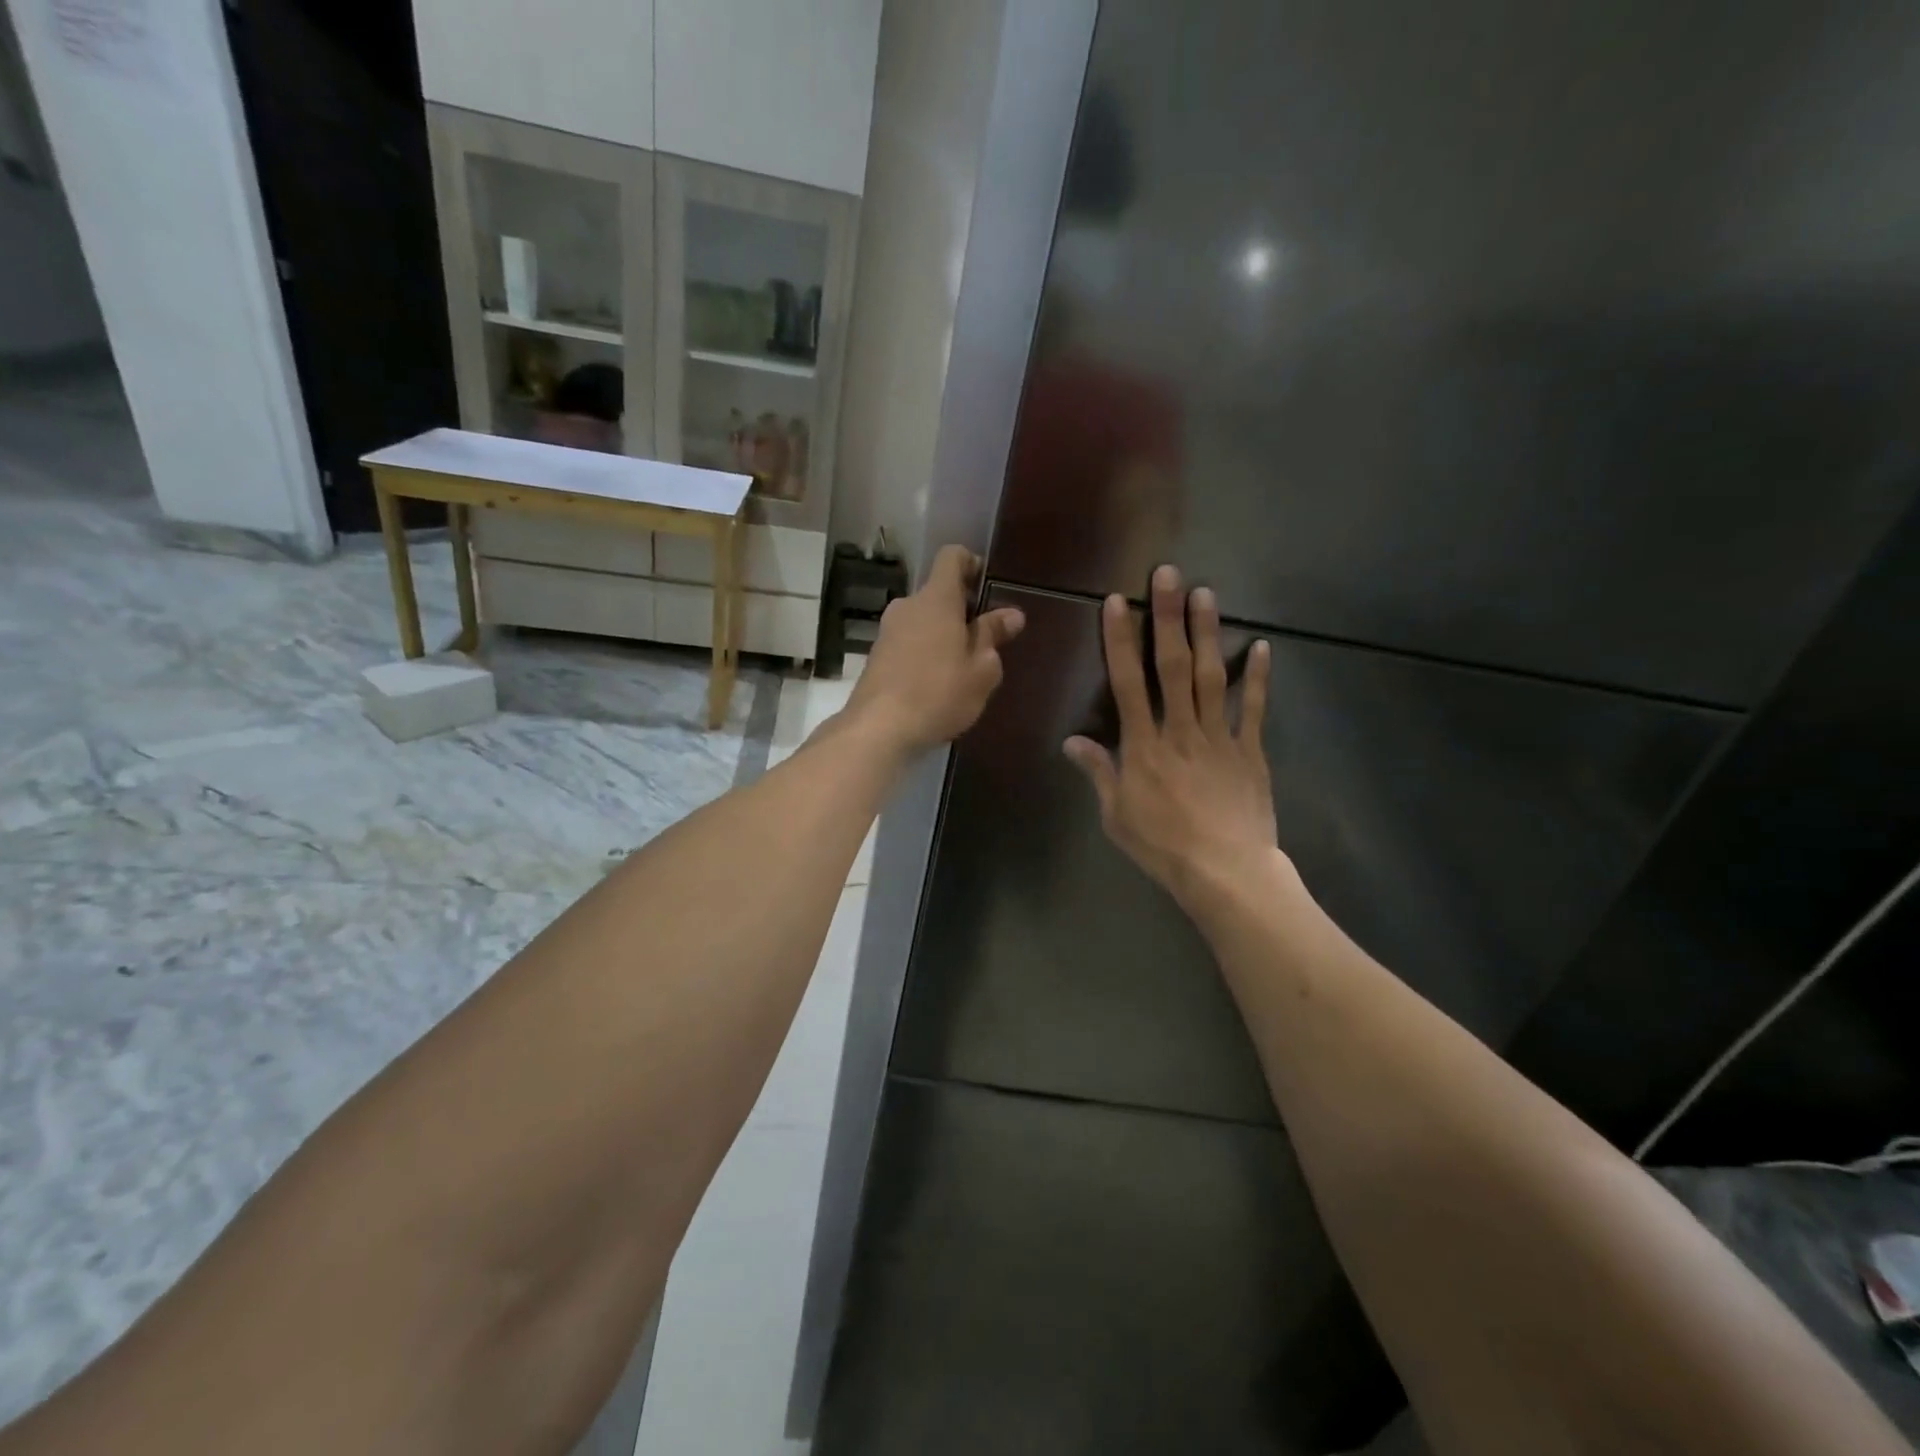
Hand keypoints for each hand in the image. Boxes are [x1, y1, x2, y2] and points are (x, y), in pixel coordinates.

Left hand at [846, 545, 1025, 754]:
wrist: (879, 728)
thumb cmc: (939, 693)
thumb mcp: (981, 669)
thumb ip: (993, 636)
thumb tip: (1011, 614)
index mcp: (937, 599)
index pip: (952, 557)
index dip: (971, 563)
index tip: (987, 585)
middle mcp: (908, 606)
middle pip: (938, 593)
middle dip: (962, 609)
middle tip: (984, 638)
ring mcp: (887, 631)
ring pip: (922, 620)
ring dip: (943, 634)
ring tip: (963, 667)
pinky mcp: (876, 656)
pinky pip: (908, 642)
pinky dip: (925, 652)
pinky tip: (937, 684)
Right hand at [1064, 566, 1280, 911]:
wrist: (1225, 872)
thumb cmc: (1163, 846)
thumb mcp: (1116, 815)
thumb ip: (1098, 773)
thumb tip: (1073, 741)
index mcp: (1143, 746)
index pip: (1128, 682)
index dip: (1120, 640)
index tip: (1118, 603)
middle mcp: (1180, 730)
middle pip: (1172, 666)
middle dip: (1167, 618)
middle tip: (1168, 575)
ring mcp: (1219, 737)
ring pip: (1212, 676)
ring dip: (1207, 633)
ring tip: (1205, 593)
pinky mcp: (1250, 751)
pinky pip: (1254, 709)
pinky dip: (1258, 678)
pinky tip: (1261, 646)